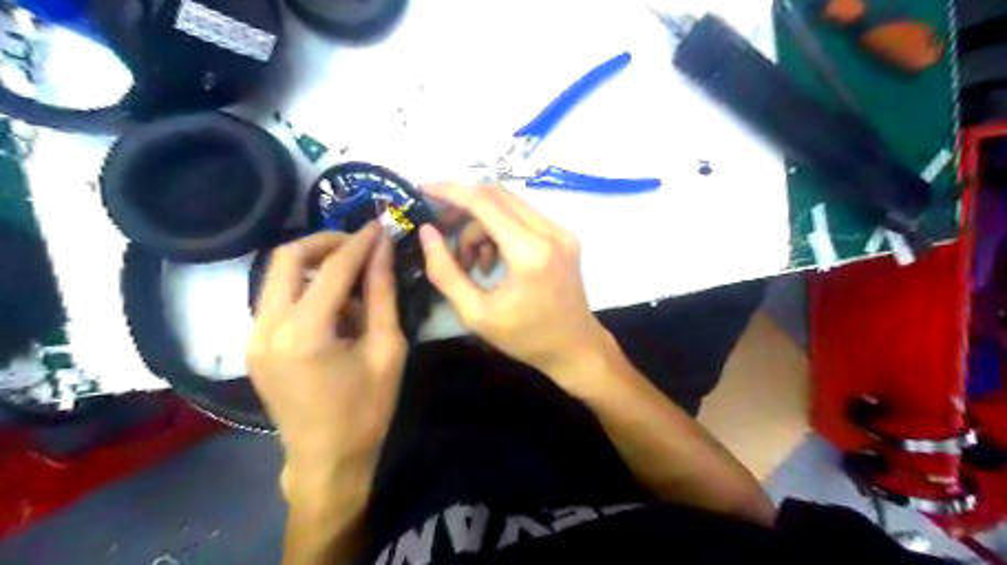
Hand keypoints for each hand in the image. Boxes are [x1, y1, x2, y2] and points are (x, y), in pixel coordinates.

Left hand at [247, 225, 403, 497]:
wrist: (327, 459)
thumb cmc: (367, 409)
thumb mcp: (387, 349)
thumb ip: (383, 294)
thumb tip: (383, 250)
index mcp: (305, 332)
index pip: (334, 267)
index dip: (360, 242)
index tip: (380, 225)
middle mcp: (267, 327)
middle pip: (288, 257)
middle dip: (326, 241)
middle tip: (359, 243)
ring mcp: (252, 336)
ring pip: (277, 275)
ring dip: (314, 262)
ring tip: (351, 272)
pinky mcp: (252, 345)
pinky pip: (276, 297)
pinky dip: (304, 286)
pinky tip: (331, 301)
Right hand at [415, 186, 604, 376]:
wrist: (575, 348)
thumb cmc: (526, 337)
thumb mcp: (476, 313)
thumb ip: (446, 272)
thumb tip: (427, 233)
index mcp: (529, 252)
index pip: (484, 202)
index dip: (450, 192)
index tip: (423, 190)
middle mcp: (550, 231)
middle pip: (496, 195)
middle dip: (463, 206)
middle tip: (440, 227)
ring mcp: (561, 231)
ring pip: (509, 205)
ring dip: (481, 224)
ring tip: (471, 263)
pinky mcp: (564, 236)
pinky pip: (523, 217)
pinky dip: (500, 230)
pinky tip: (493, 262)